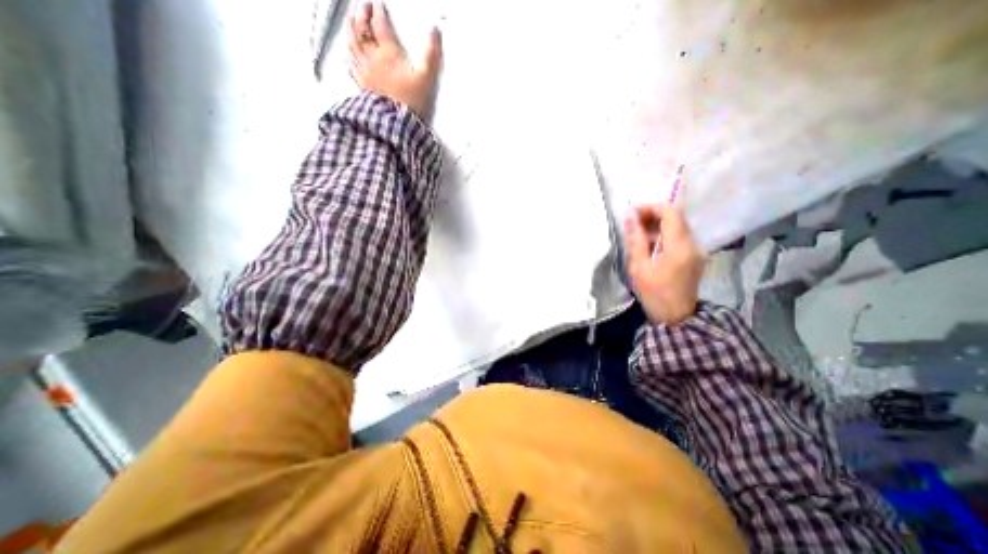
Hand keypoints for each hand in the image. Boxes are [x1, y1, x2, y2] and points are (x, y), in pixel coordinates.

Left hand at [344, 3, 441, 117]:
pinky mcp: (363, 86)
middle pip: (361, 30)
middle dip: (361, 15)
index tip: (378, 4)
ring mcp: (365, 73)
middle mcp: (373, 59)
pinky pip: (351, 66)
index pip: (379, 25)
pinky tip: (348, 54)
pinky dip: (349, 55)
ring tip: (351, 21)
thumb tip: (434, 32)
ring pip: (352, 44)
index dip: (378, 11)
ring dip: (351, 29)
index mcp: (388, 54)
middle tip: (363, 6)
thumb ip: (431, 54)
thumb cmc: (411, 102)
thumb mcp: (427, 77)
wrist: (397, 123)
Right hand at [624, 203, 701, 324]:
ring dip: (656, 225)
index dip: (651, 208)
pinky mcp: (694, 256)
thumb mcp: (639, 268)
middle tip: (631, 223)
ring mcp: (696, 250)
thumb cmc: (654, 294)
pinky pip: (678, 237)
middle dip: (652, 215)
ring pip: (677, 226)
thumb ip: (636, 240)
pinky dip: (663, 235)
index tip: (632, 213)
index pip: (671, 212)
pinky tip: (648, 245)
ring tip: (636, 234)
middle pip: (675, 217)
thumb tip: (630, 217)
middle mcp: (693, 244)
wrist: (676, 318)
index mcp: (680, 246)